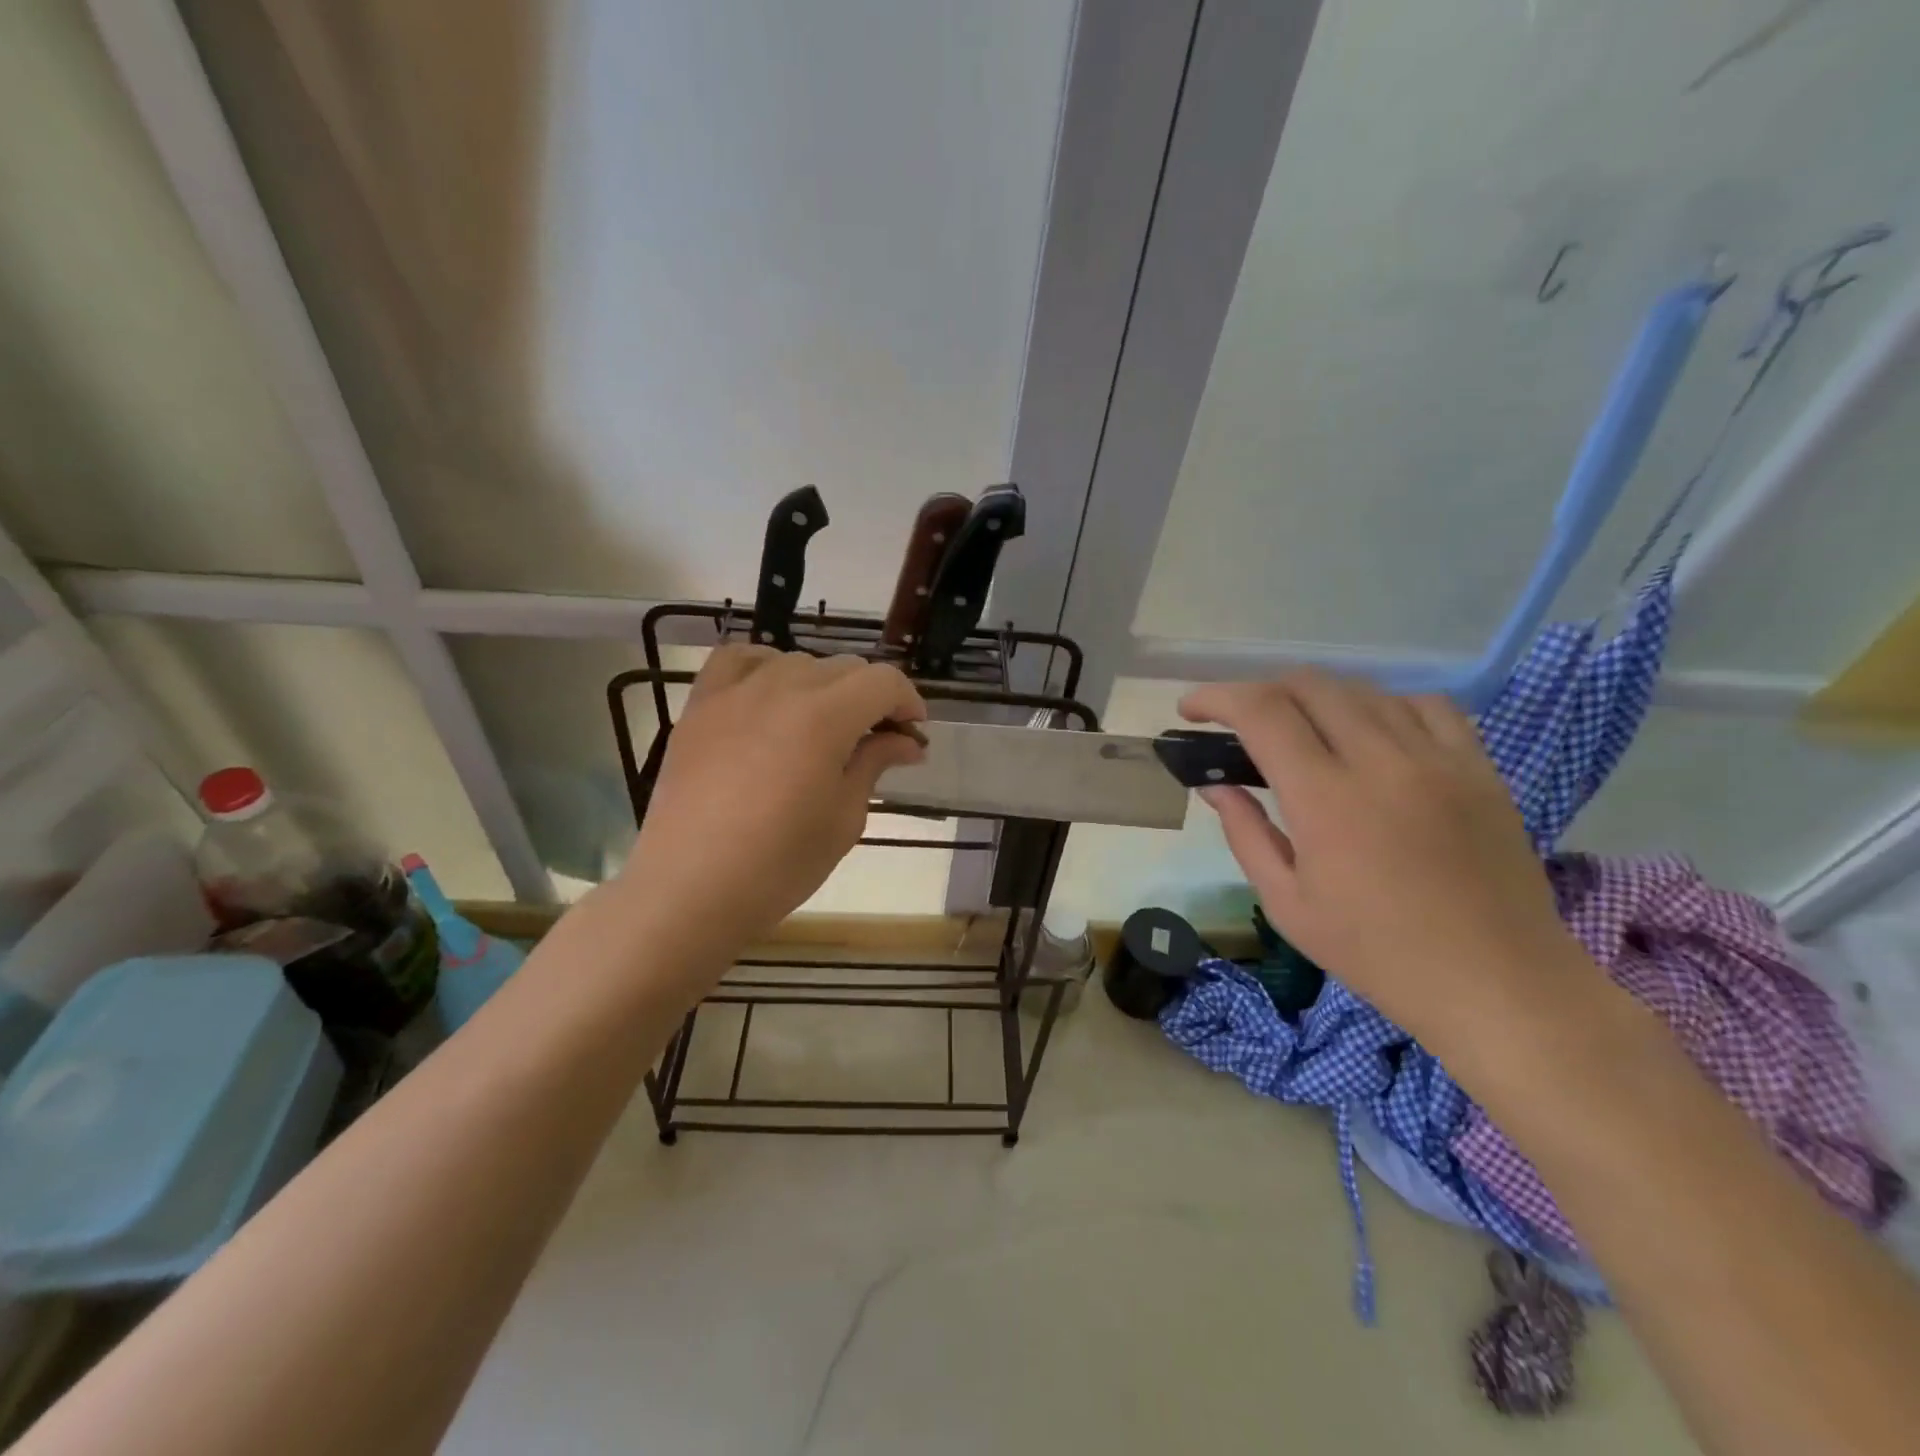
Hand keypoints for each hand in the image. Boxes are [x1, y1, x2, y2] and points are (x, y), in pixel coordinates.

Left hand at [618, 646, 926, 964]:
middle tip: (876, 741)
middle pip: (844, 668)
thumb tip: (906, 740)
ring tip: (822, 726)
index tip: (913, 734)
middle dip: (871, 698)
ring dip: (823, 686)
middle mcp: (781, 688)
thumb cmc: (779, 864)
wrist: (689, 889)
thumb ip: (875, 764)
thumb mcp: (844, 818)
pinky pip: (737, 660)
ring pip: (796, 662)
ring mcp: (734, 692)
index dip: (908, 701)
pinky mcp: (699, 705)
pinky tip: (770, 695)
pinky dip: (764, 667)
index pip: (883, 681)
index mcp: (825, 717)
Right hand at [1180, 671, 1592, 1043]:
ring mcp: (1438, 759)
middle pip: (1310, 686)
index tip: (1192, 709)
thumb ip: (1245, 833)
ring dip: (1317, 698)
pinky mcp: (1479, 768)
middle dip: (1261, 691)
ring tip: (1301, 728)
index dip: (1217, 698)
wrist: (1498, 984)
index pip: (1261, 713)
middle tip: (1240, 723)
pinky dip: (1384, 706)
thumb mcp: (1288, 904)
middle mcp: (1381, 761)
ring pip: (1365, 690)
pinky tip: (1373, 733)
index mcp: (1325, 799)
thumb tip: (1215, 785)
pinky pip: (1426, 706)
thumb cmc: (1377, 953)